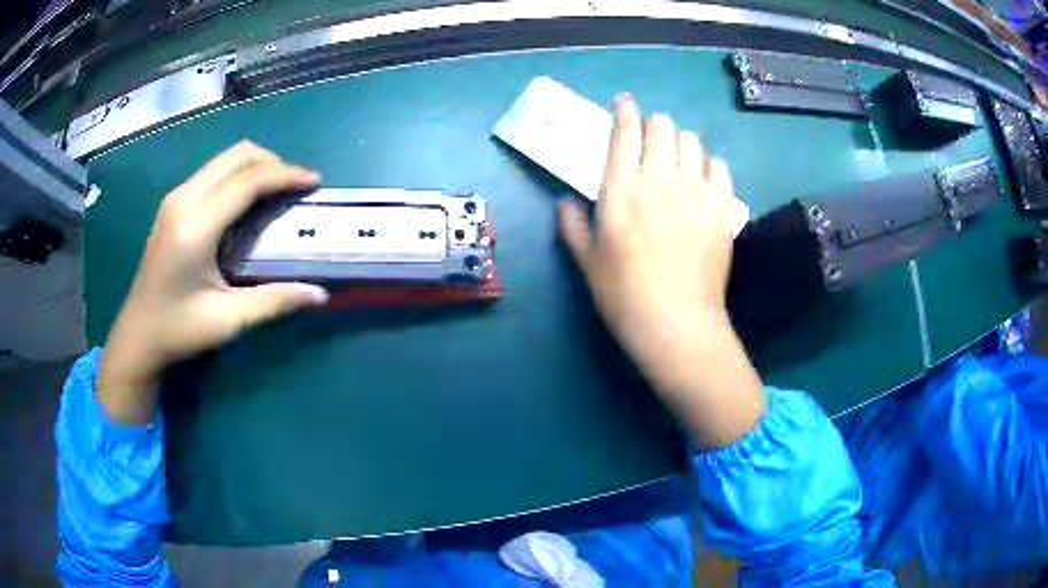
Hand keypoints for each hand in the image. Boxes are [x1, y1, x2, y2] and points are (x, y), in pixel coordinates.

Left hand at [98, 141, 328, 422]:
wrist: (137, 334)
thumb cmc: (178, 330)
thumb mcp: (227, 321)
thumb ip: (274, 301)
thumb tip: (320, 293)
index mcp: (194, 226)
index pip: (246, 180)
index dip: (284, 175)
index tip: (314, 182)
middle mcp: (183, 200)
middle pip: (237, 155)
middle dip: (274, 163)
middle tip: (298, 186)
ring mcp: (176, 197)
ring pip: (225, 158)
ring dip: (257, 165)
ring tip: (279, 190)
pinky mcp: (174, 202)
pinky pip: (214, 170)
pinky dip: (239, 174)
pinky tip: (249, 199)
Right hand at [559, 95, 764, 446]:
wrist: (676, 323)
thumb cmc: (624, 295)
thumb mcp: (586, 261)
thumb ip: (571, 224)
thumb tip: (565, 202)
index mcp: (621, 188)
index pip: (624, 131)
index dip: (623, 110)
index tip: (623, 104)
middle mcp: (660, 178)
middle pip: (662, 126)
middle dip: (653, 123)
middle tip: (649, 137)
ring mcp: (696, 190)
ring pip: (692, 141)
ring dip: (680, 142)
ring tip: (676, 157)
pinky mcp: (723, 207)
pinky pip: (719, 166)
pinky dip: (709, 164)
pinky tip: (702, 178)